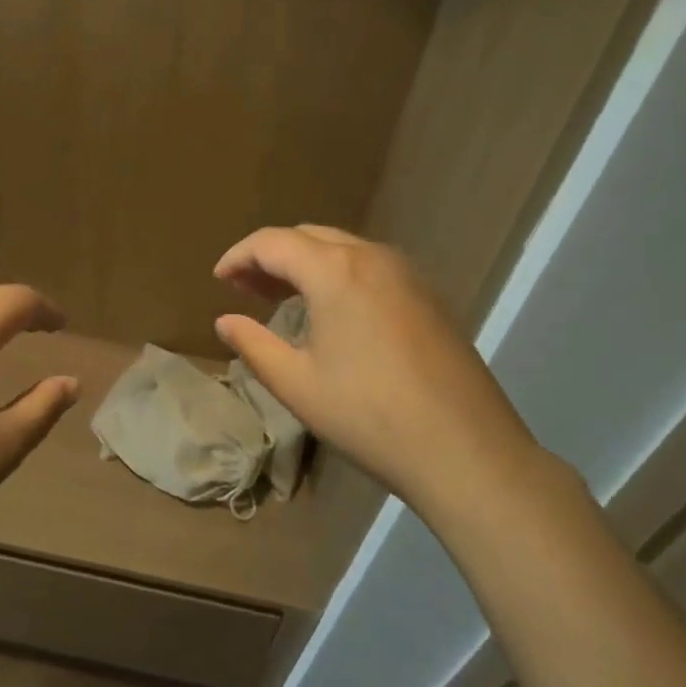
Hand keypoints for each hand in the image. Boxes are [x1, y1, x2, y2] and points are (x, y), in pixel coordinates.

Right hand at [213, 225, 544, 519]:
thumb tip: (225, 322)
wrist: (466, 450)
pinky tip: (332, 312)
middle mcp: (371, 256)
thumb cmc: (369, 416)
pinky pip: (369, 266)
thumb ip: (253, 344)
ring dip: (305, 263)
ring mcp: (406, 273)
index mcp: (334, 270)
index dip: (238, 256)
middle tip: (246, 290)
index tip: (218, 280)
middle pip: (307, 236)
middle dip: (270, 256)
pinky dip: (338, 274)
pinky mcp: (428, 294)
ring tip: (282, 298)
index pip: (272, 242)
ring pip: (341, 248)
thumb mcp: (297, 384)